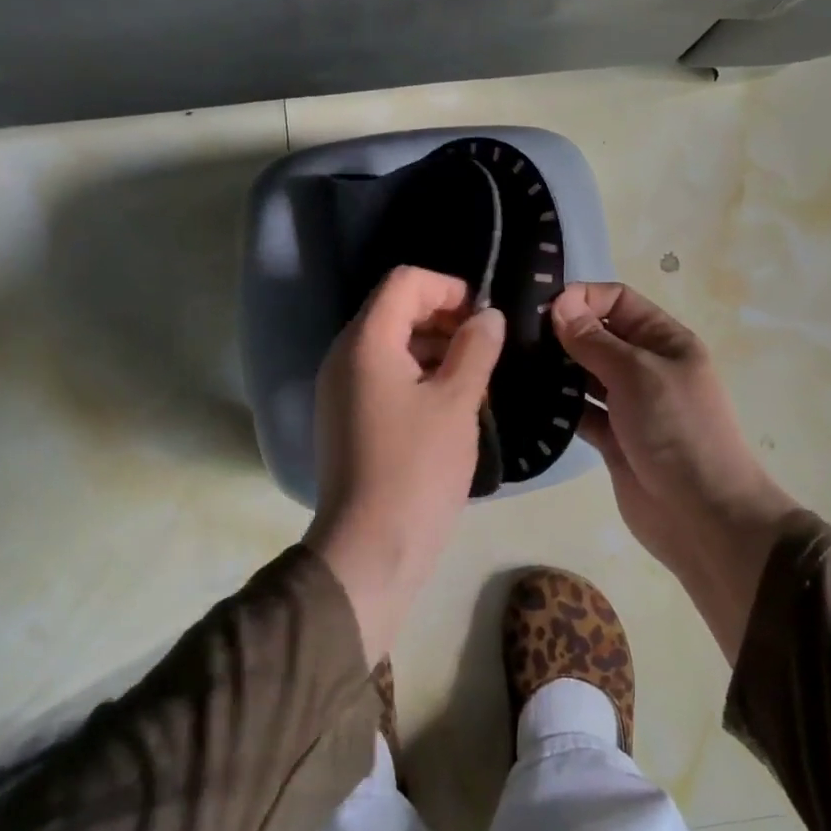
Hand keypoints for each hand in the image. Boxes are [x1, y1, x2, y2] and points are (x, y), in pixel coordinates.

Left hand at [306, 265, 505, 661]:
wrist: (371, 548)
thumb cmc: (418, 467)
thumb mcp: (458, 402)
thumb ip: (476, 348)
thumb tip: (489, 315)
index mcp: (366, 342)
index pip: (405, 282)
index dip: (449, 288)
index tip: (484, 318)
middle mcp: (344, 356)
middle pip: (396, 309)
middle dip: (444, 317)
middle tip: (485, 347)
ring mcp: (342, 388)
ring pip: (392, 343)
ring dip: (435, 347)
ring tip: (475, 375)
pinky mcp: (348, 416)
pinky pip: (384, 375)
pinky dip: (418, 374)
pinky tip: (451, 402)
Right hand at [551, 283, 797, 661]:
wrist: (701, 515)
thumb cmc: (676, 429)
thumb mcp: (637, 373)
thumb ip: (594, 339)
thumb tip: (559, 303)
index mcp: (664, 340)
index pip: (619, 301)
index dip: (583, 298)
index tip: (540, 309)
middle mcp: (646, 366)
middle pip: (598, 335)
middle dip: (562, 332)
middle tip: (514, 337)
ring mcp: (629, 404)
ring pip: (585, 374)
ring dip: (556, 369)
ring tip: (513, 364)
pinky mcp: (612, 438)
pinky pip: (580, 412)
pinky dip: (559, 406)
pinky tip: (526, 401)